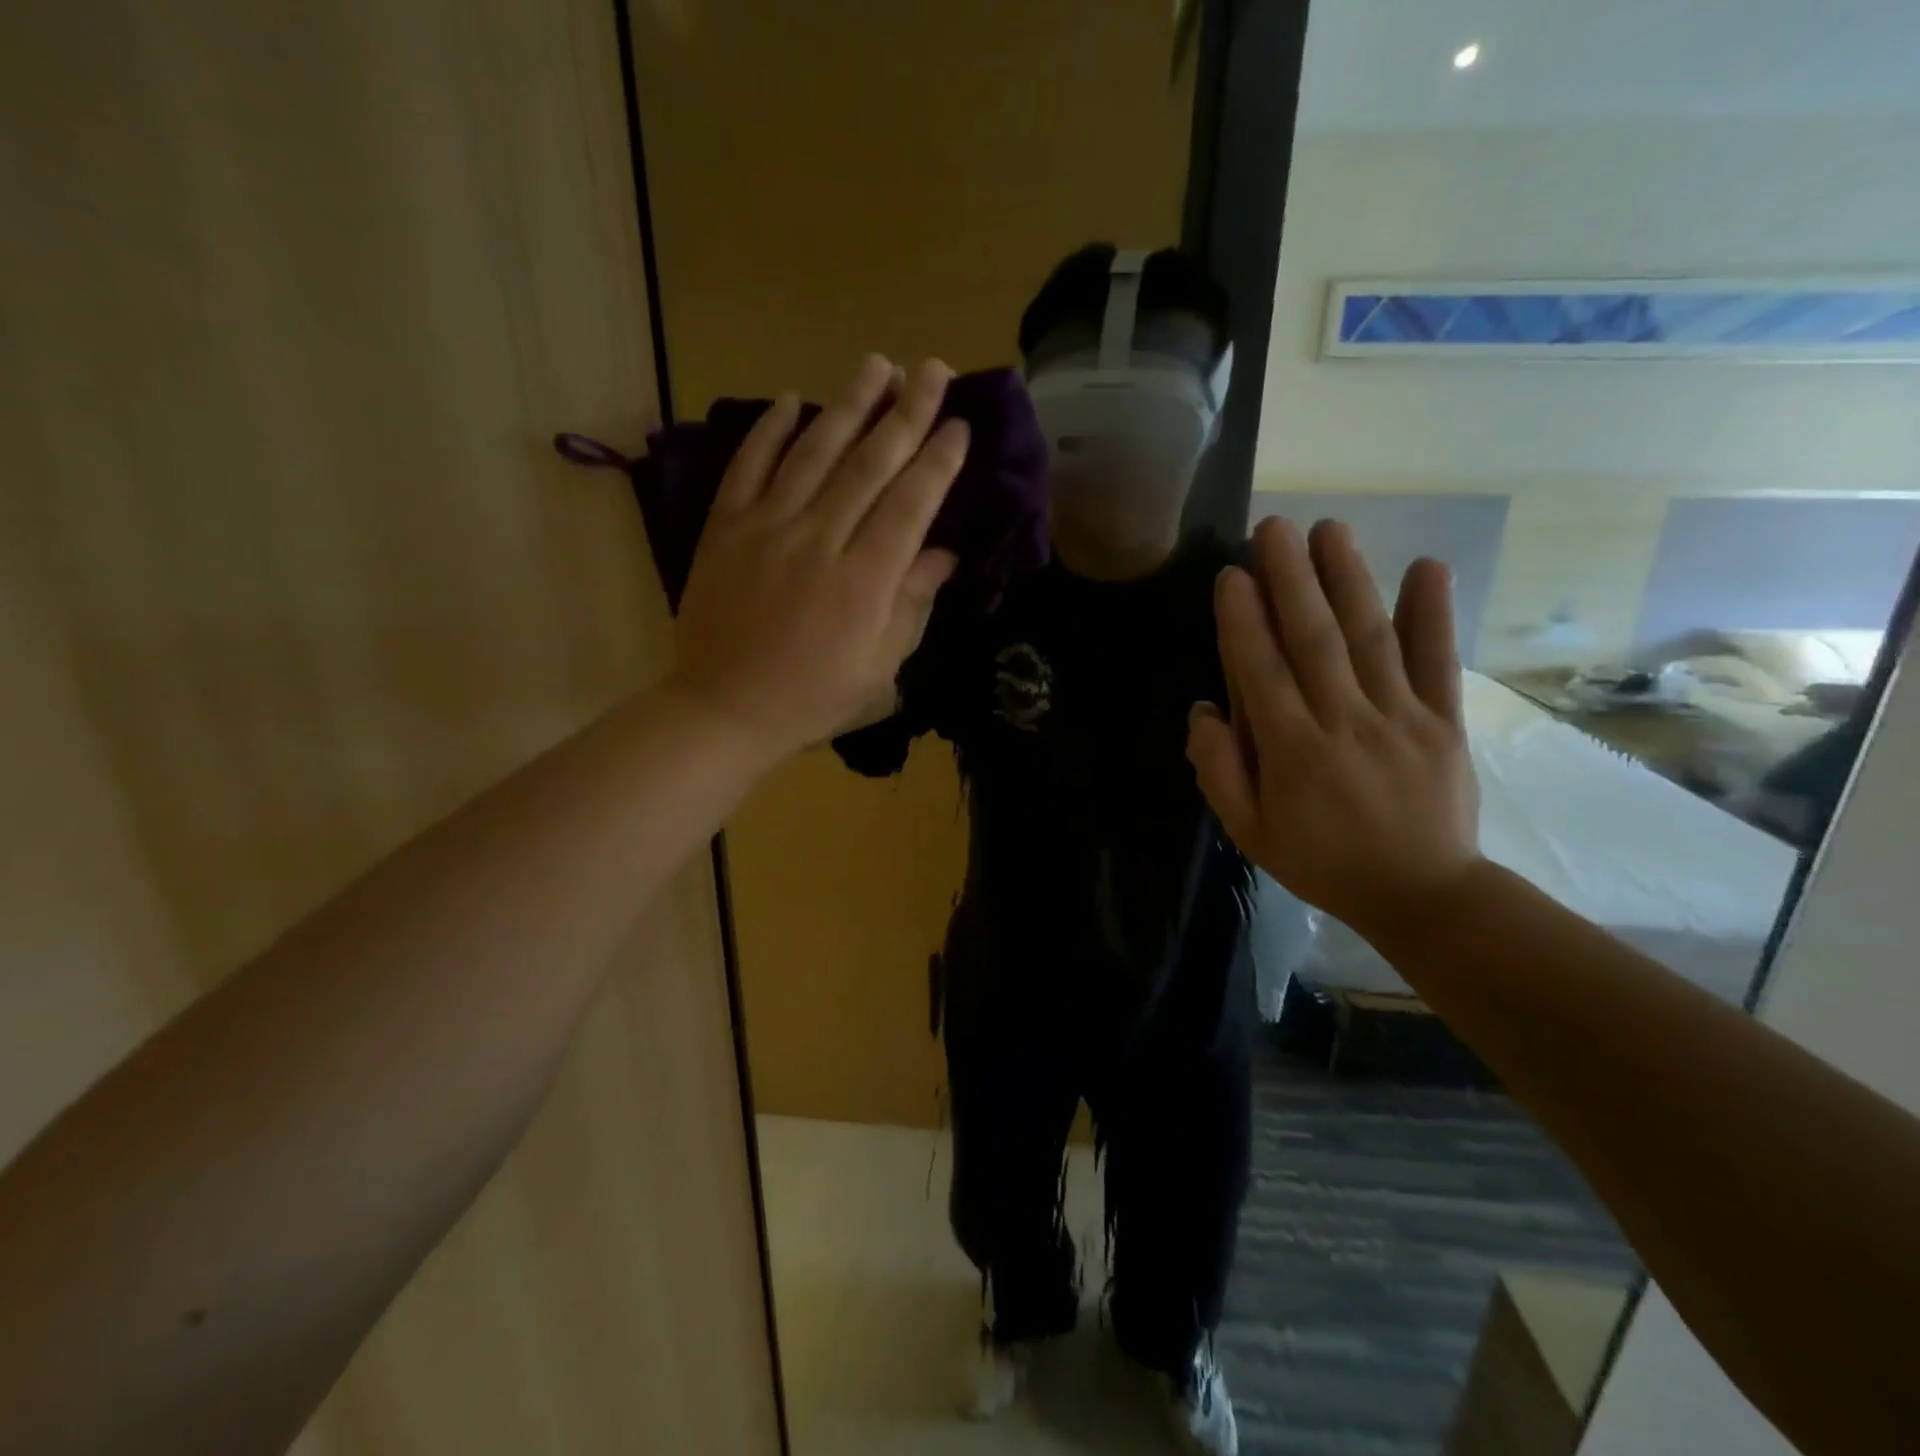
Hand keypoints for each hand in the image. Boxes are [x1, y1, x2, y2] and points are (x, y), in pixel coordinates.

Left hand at [668, 355, 965, 763]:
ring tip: (875, 364)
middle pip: (869, 465)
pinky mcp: (726, 528)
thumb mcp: (879, 668)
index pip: (909, 505)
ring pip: (814, 453)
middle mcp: (820, 541)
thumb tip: (941, 554)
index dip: (937, 462)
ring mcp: (767, 528)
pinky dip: (769, 432)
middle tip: (932, 368)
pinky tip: (791, 400)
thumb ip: (910, 605)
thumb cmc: (814, 698)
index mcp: (865, 581)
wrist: (725, 708)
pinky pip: (748, 467)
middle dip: (905, 413)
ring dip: (848, 405)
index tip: (959, 424)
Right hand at [1186, 517, 1482, 937]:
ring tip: (1329, 529)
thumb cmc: (1322, 861)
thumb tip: (1202, 712)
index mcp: (1292, 751)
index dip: (1244, 620)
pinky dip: (1433, 614)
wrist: (1422, 894)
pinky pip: (1437, 662)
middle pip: (1313, 639)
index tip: (1233, 574)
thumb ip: (1220, 772)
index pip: (1261, 672)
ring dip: (1347, 579)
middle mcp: (1344, 722)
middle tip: (1274, 527)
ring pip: (1369, 638)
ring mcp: (1400, 717)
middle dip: (1290, 579)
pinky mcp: (1444, 720)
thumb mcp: (1250, 832)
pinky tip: (1426, 567)